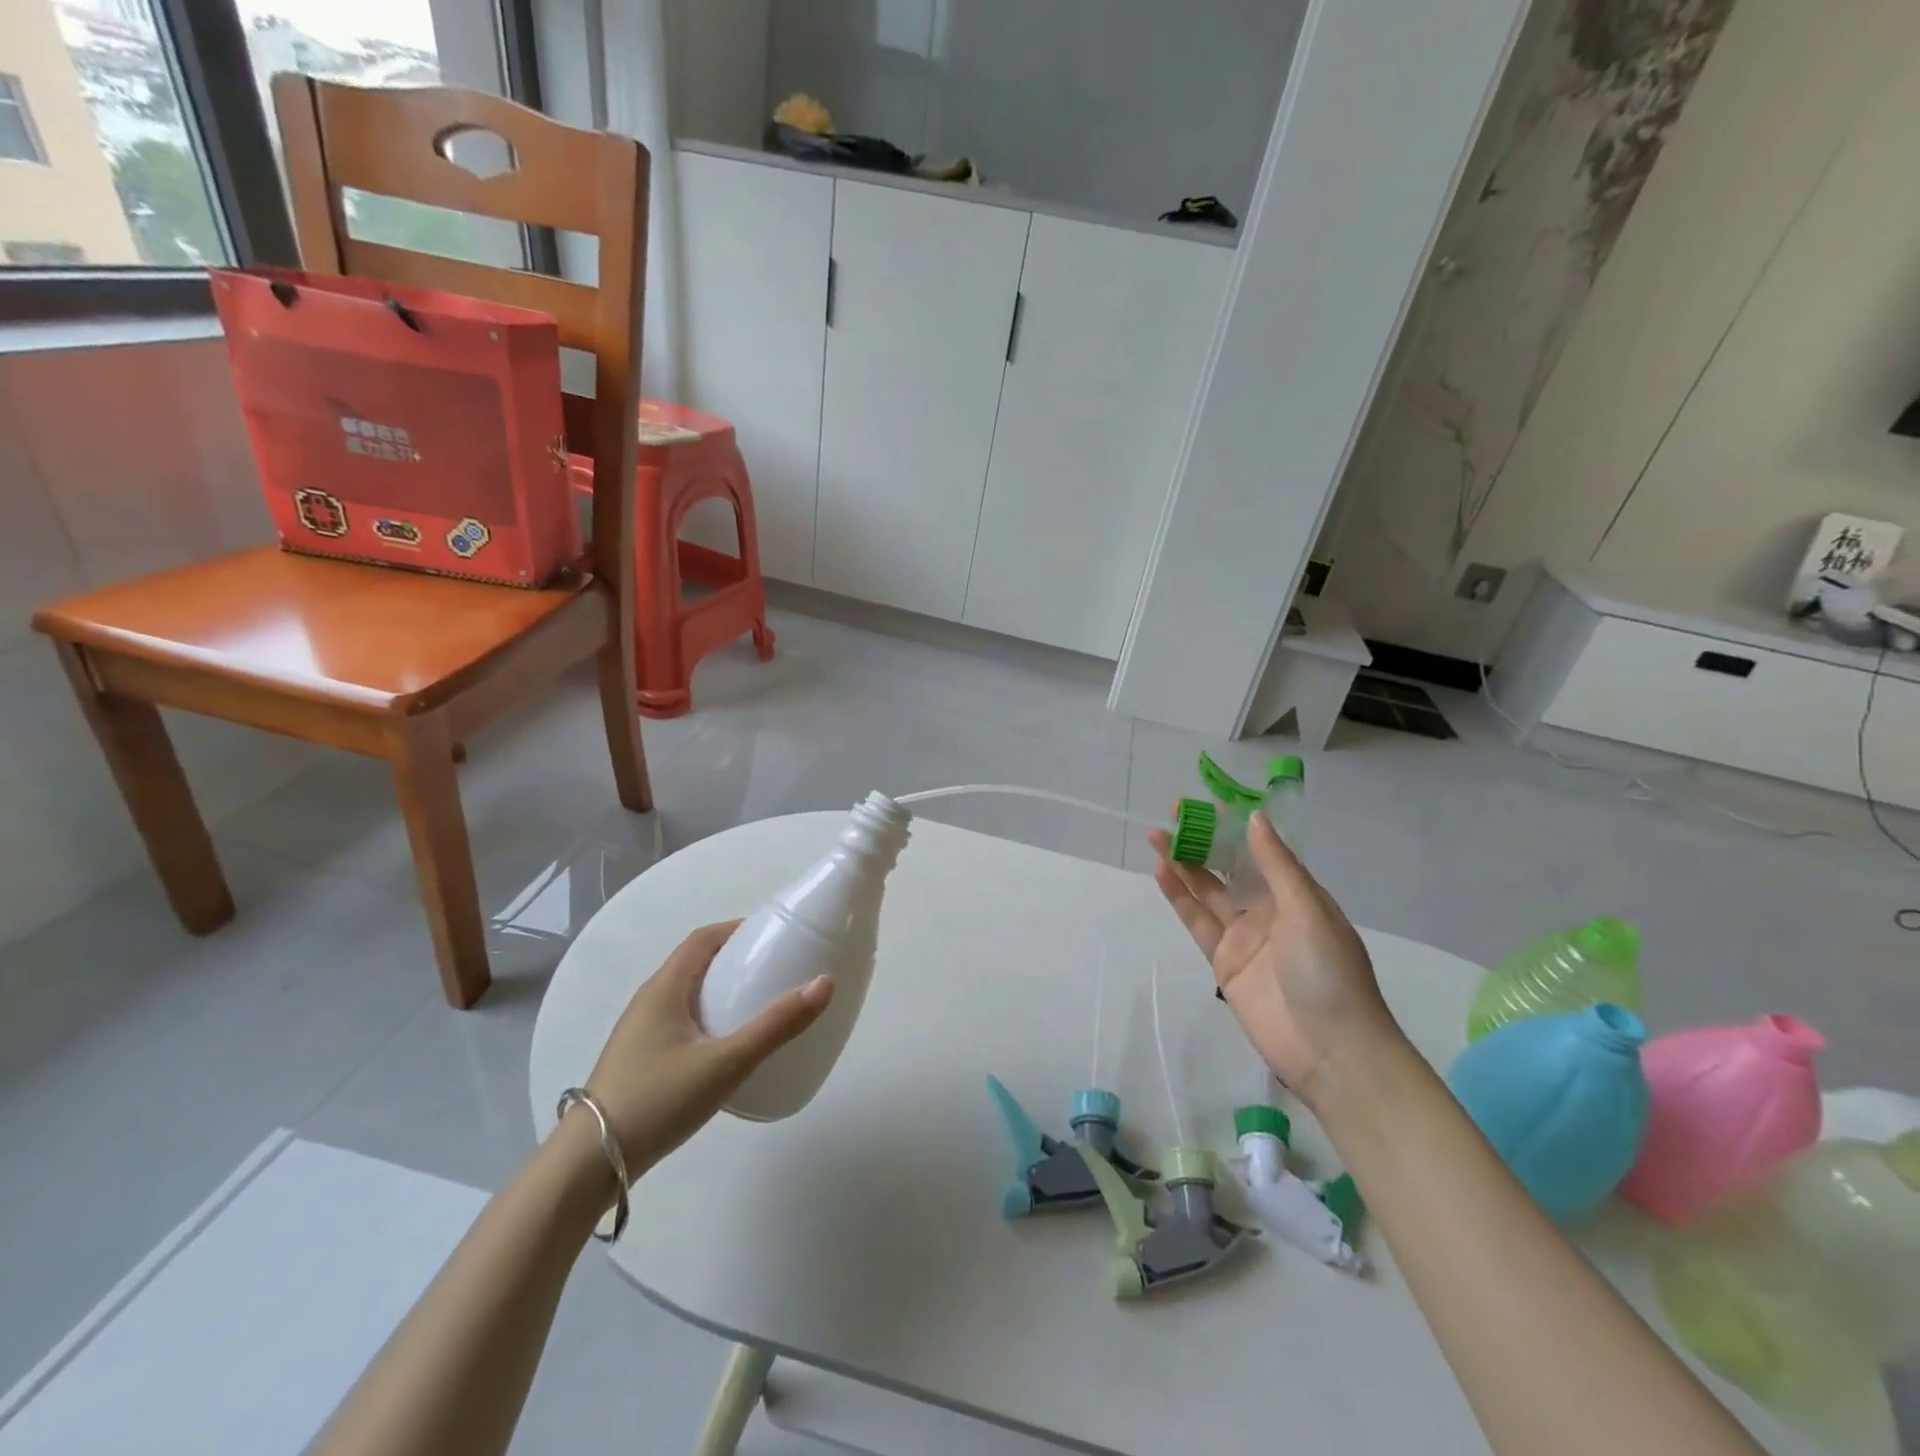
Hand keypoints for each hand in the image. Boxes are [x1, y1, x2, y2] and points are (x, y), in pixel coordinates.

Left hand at [580, 922, 832, 1174]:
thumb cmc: (657, 1099)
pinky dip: (711, 1017)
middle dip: (737, 960)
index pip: (703, 939)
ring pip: (689, 995)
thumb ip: (775, 1026)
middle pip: (697, 963)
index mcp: (665, 988)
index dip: (738, 930)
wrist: (589, 1166)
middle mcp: (650, 1001)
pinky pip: (682, 1022)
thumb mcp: (726, 1062)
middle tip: (778, 970)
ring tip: (761, 1005)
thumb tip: (824, 984)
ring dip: (723, 990)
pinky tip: (729, 1046)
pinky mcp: (641, 1060)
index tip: (775, 936)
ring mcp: (641, 1033)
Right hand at [1148, 811, 1404, 1104]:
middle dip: (1204, 841)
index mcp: (1298, 895)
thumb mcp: (1308, 910)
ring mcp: (1244, 937)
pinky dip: (1180, 898)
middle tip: (1173, 814)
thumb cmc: (1329, 972)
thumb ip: (1277, 865)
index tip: (1208, 803)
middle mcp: (1270, 910)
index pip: (1261, 851)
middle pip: (1230, 868)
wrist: (1332, 1051)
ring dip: (1184, 864)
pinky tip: (1162, 873)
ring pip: (1208, 892)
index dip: (1234, 826)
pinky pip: (1198, 922)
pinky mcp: (1224, 963)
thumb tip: (1254, 818)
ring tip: (1157, 837)